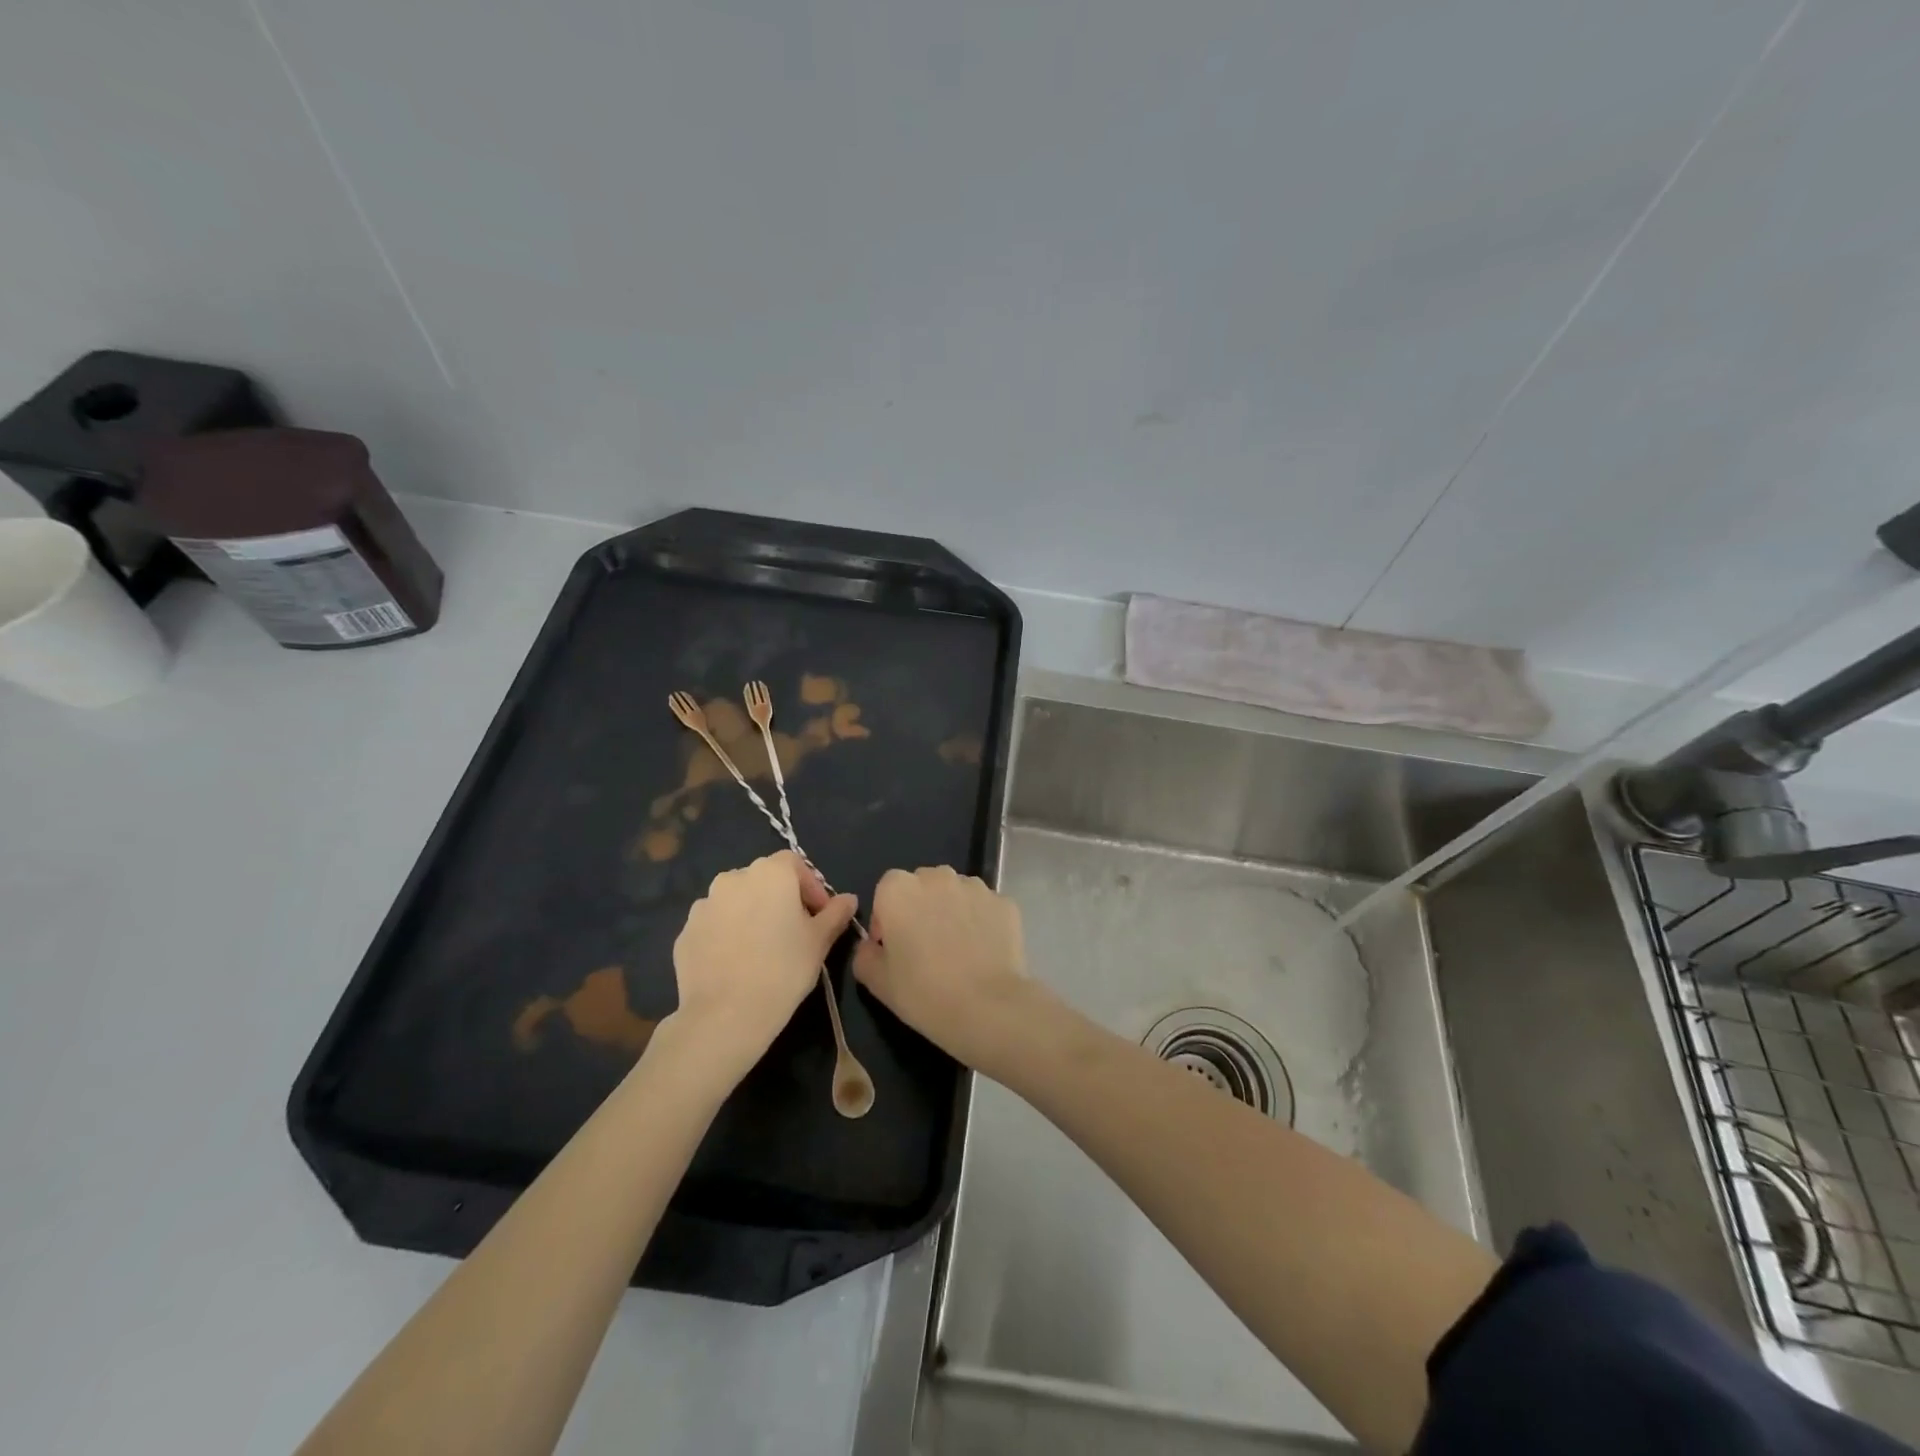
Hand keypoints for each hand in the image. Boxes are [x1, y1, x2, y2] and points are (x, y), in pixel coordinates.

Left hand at [667, 851, 857, 1083]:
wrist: (726, 1015)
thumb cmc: (784, 969)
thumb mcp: (820, 941)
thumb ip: (835, 914)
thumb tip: (848, 899)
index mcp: (770, 873)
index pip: (794, 864)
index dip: (810, 886)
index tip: (819, 915)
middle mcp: (733, 878)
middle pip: (763, 879)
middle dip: (780, 898)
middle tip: (793, 931)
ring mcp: (704, 905)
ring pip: (735, 901)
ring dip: (750, 914)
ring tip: (761, 948)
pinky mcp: (685, 932)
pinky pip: (714, 924)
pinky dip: (726, 934)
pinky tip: (736, 962)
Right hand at [852, 866, 1029, 1068]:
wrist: (988, 1007)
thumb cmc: (924, 994)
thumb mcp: (877, 982)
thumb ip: (864, 954)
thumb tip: (872, 945)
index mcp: (899, 890)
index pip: (886, 889)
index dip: (886, 917)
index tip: (893, 947)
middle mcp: (937, 877)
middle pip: (923, 885)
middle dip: (920, 908)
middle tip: (925, 947)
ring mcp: (975, 887)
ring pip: (956, 892)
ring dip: (951, 910)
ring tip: (957, 950)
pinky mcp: (1004, 902)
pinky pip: (984, 907)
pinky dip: (981, 921)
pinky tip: (983, 952)